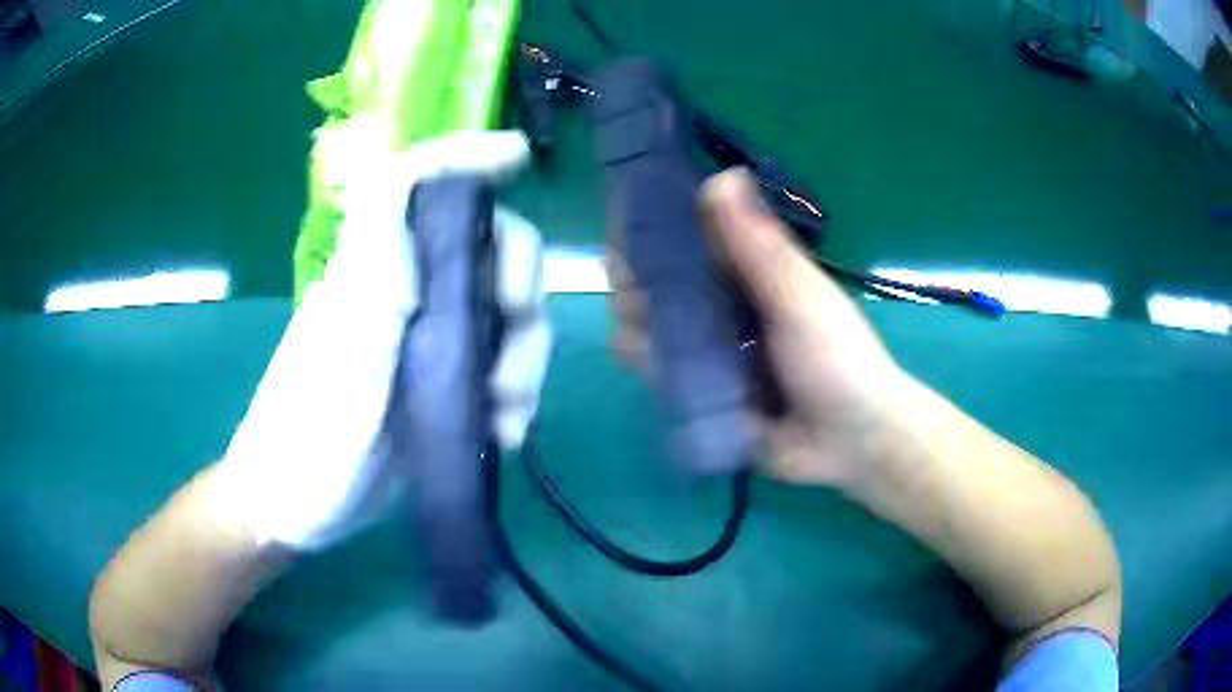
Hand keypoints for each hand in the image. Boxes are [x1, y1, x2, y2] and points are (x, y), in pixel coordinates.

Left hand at [214, 131, 550, 549]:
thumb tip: (405, 178)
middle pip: (481, 247)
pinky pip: (498, 364)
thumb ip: (373, 270)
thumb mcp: (341, 355)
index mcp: (373, 272)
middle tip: (516, 340)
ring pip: (499, 311)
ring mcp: (423, 339)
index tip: (517, 157)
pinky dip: (516, 394)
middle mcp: (402, 292)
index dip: (462, 156)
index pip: (409, 183)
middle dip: (518, 287)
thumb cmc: (306, 437)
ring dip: (523, 359)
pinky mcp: (438, 381)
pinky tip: (506, 432)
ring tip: (510, 416)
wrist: (297, 507)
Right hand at [610, 168, 908, 486]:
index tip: (629, 226)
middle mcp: (721, 306)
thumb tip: (724, 174)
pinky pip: (656, 372)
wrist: (852, 441)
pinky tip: (648, 360)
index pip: (687, 238)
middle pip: (657, 282)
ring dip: (636, 321)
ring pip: (648, 325)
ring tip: (647, 330)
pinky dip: (644, 362)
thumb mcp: (800, 297)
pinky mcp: (697, 391)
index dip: (655, 226)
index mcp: (747, 273)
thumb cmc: (837, 359)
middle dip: (635, 281)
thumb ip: (759, 245)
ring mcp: (707, 350)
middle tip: (637, 292)